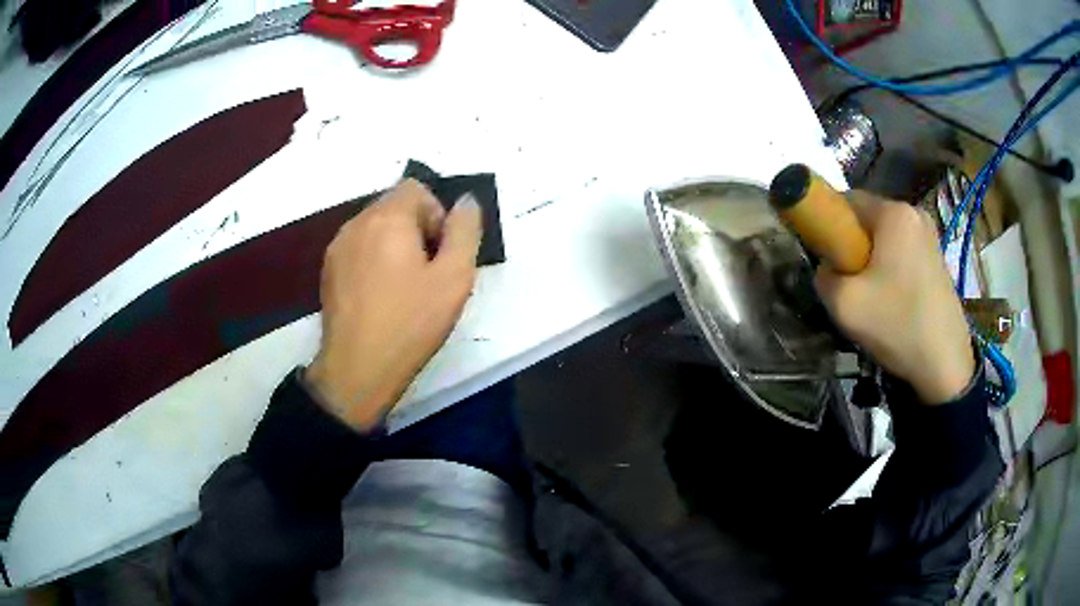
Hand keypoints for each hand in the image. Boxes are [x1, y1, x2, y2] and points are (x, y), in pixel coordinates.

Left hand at [306, 179, 481, 429]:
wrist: (358, 368)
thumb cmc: (410, 323)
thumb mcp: (454, 278)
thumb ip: (464, 231)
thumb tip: (466, 201)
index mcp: (387, 218)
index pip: (415, 188)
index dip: (436, 213)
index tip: (440, 251)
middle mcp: (356, 223)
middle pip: (393, 205)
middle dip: (416, 228)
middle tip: (427, 272)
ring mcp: (337, 247)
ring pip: (374, 227)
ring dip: (394, 243)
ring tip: (404, 286)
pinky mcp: (328, 271)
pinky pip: (358, 248)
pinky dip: (374, 258)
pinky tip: (380, 295)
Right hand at [814, 191, 974, 403]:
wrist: (945, 364)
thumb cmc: (897, 325)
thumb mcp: (843, 304)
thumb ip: (823, 275)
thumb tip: (828, 268)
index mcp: (893, 212)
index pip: (845, 200)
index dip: (828, 227)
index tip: (827, 261)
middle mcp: (914, 212)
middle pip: (867, 219)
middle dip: (852, 246)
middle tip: (849, 285)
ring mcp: (930, 235)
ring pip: (885, 238)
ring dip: (871, 260)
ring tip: (872, 298)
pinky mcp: (937, 257)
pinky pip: (902, 251)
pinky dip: (890, 269)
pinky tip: (892, 300)